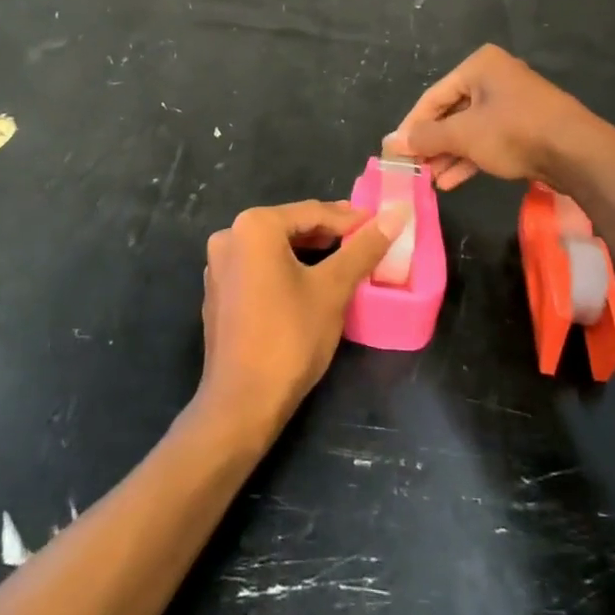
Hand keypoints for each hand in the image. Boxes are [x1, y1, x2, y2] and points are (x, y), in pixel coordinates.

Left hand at [197, 200, 408, 443]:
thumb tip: (396, 214)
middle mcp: (229, 236)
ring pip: (274, 247)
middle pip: (290, 226)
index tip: (381, 224)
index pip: (312, 211)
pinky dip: (285, 268)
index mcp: (254, 226)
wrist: (241, 403)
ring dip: (308, 251)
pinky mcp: (218, 292)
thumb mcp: (333, 289)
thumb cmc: (290, 338)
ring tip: (344, 258)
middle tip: (365, 240)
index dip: (350, 218)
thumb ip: (364, 248)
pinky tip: (309, 282)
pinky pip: (258, 267)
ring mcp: (218, 265)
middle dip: (329, 233)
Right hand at [385, 44, 599, 190]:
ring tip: (431, 180)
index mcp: (479, 66)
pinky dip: (470, 157)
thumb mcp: (463, 135)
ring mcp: (512, 102)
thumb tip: (393, 142)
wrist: (577, 152)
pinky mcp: (525, 126)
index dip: (412, 125)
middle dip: (433, 143)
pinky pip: (488, 139)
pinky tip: (452, 181)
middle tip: (414, 167)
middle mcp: (495, 77)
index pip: (433, 96)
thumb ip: (426, 137)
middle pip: (451, 112)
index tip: (396, 150)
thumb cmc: (514, 132)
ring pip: (470, 129)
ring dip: (449, 155)